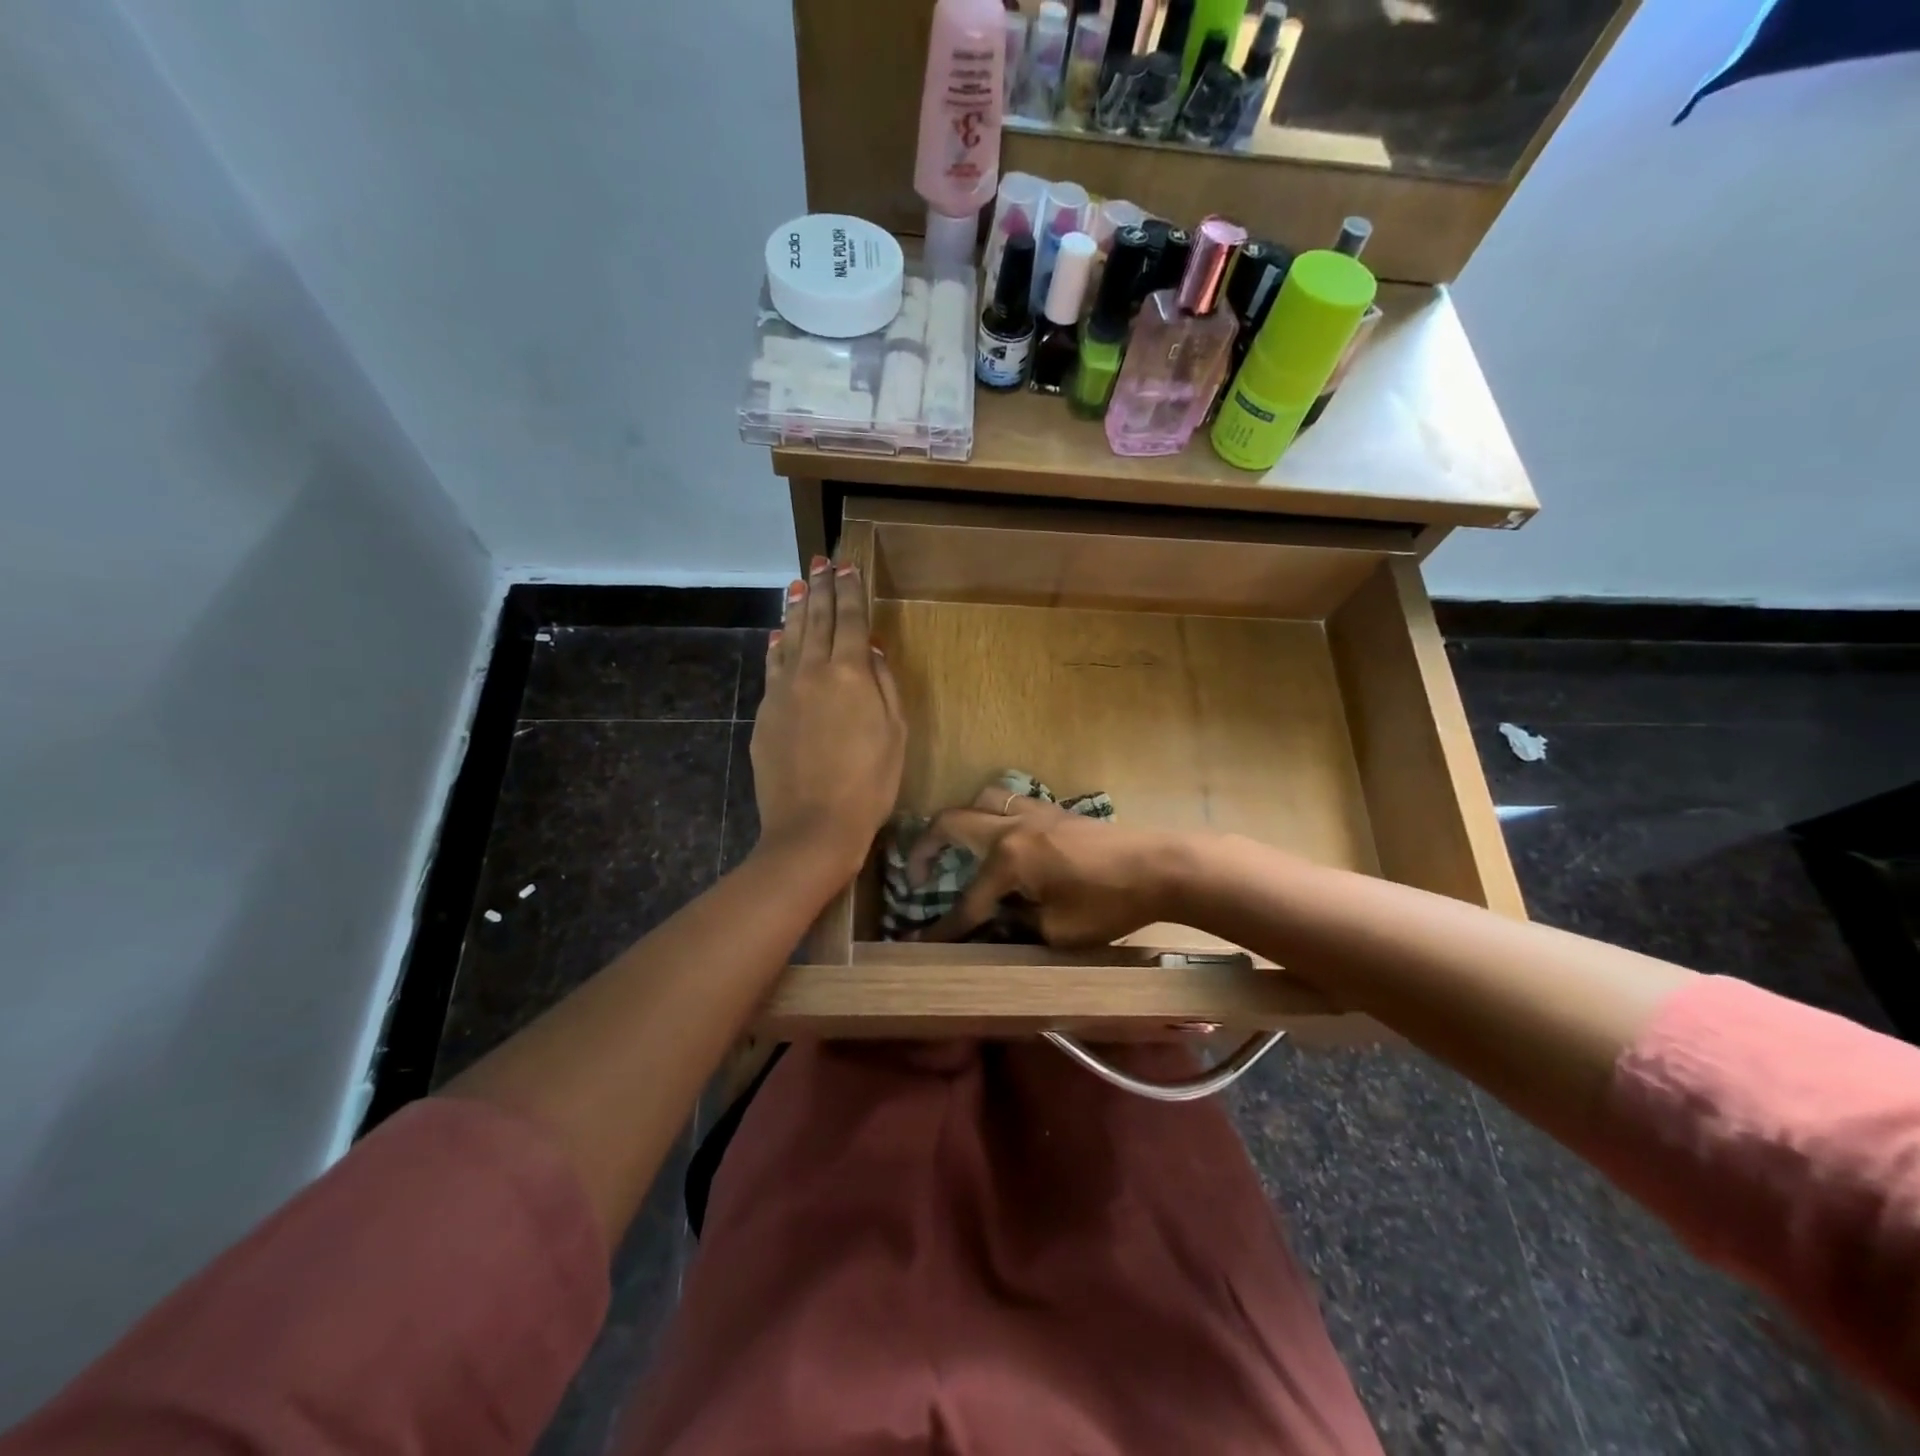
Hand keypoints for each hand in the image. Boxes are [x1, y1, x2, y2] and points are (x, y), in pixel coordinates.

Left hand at [750, 556, 905, 879]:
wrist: (813, 826)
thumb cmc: (869, 783)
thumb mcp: (895, 734)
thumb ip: (883, 685)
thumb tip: (870, 650)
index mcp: (849, 674)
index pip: (850, 620)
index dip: (850, 591)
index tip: (848, 566)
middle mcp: (812, 671)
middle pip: (816, 620)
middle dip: (820, 588)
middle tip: (821, 561)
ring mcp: (783, 691)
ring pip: (789, 638)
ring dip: (795, 609)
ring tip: (797, 585)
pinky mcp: (766, 713)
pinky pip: (772, 667)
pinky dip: (776, 646)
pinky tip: (777, 636)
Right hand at [908, 788, 1191, 946]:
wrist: (1162, 866)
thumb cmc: (1109, 904)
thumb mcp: (1058, 932)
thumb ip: (1017, 926)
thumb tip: (994, 923)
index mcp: (1008, 858)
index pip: (967, 899)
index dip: (944, 927)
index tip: (919, 942)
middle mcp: (1012, 827)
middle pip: (952, 822)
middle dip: (926, 847)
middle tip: (916, 874)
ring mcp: (1035, 812)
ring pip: (981, 800)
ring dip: (960, 822)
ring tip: (957, 848)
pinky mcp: (1055, 811)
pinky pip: (1008, 804)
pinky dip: (991, 818)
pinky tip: (1002, 842)